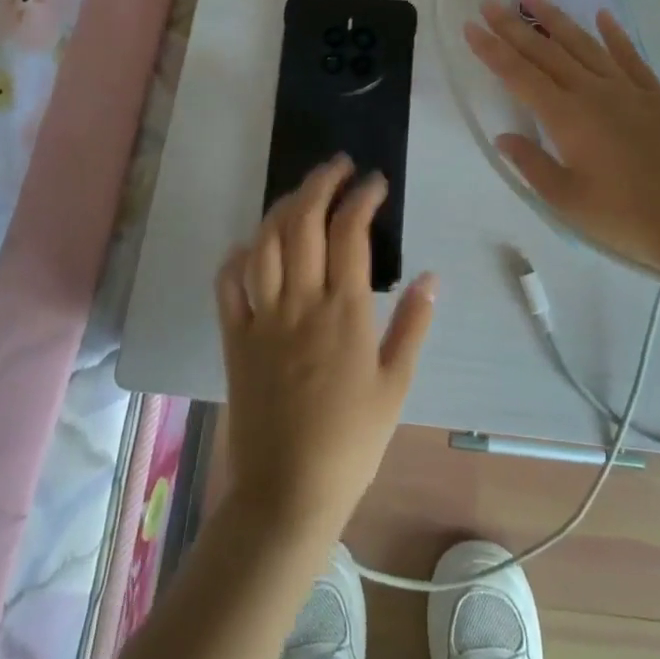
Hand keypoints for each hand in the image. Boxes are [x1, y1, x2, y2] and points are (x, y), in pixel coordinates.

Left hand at [214, 156, 437, 541]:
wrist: (288, 491)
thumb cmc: (352, 440)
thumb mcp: (396, 385)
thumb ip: (413, 325)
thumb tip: (431, 277)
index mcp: (345, 311)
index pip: (351, 231)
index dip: (362, 196)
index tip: (375, 182)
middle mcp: (301, 302)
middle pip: (303, 222)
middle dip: (320, 183)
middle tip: (337, 167)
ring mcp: (262, 317)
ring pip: (265, 243)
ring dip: (282, 208)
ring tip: (301, 194)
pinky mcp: (235, 337)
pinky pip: (228, 284)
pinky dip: (238, 255)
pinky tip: (252, 245)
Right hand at [465, 0, 659, 287]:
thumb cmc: (625, 219)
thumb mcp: (567, 201)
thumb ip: (532, 164)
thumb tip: (504, 137)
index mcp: (567, 117)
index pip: (519, 75)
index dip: (492, 50)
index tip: (472, 26)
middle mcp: (593, 92)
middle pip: (547, 52)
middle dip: (514, 27)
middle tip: (490, 4)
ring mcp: (628, 90)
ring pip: (585, 45)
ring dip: (556, 20)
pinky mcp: (655, 96)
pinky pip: (631, 56)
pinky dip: (615, 34)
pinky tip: (603, 16)